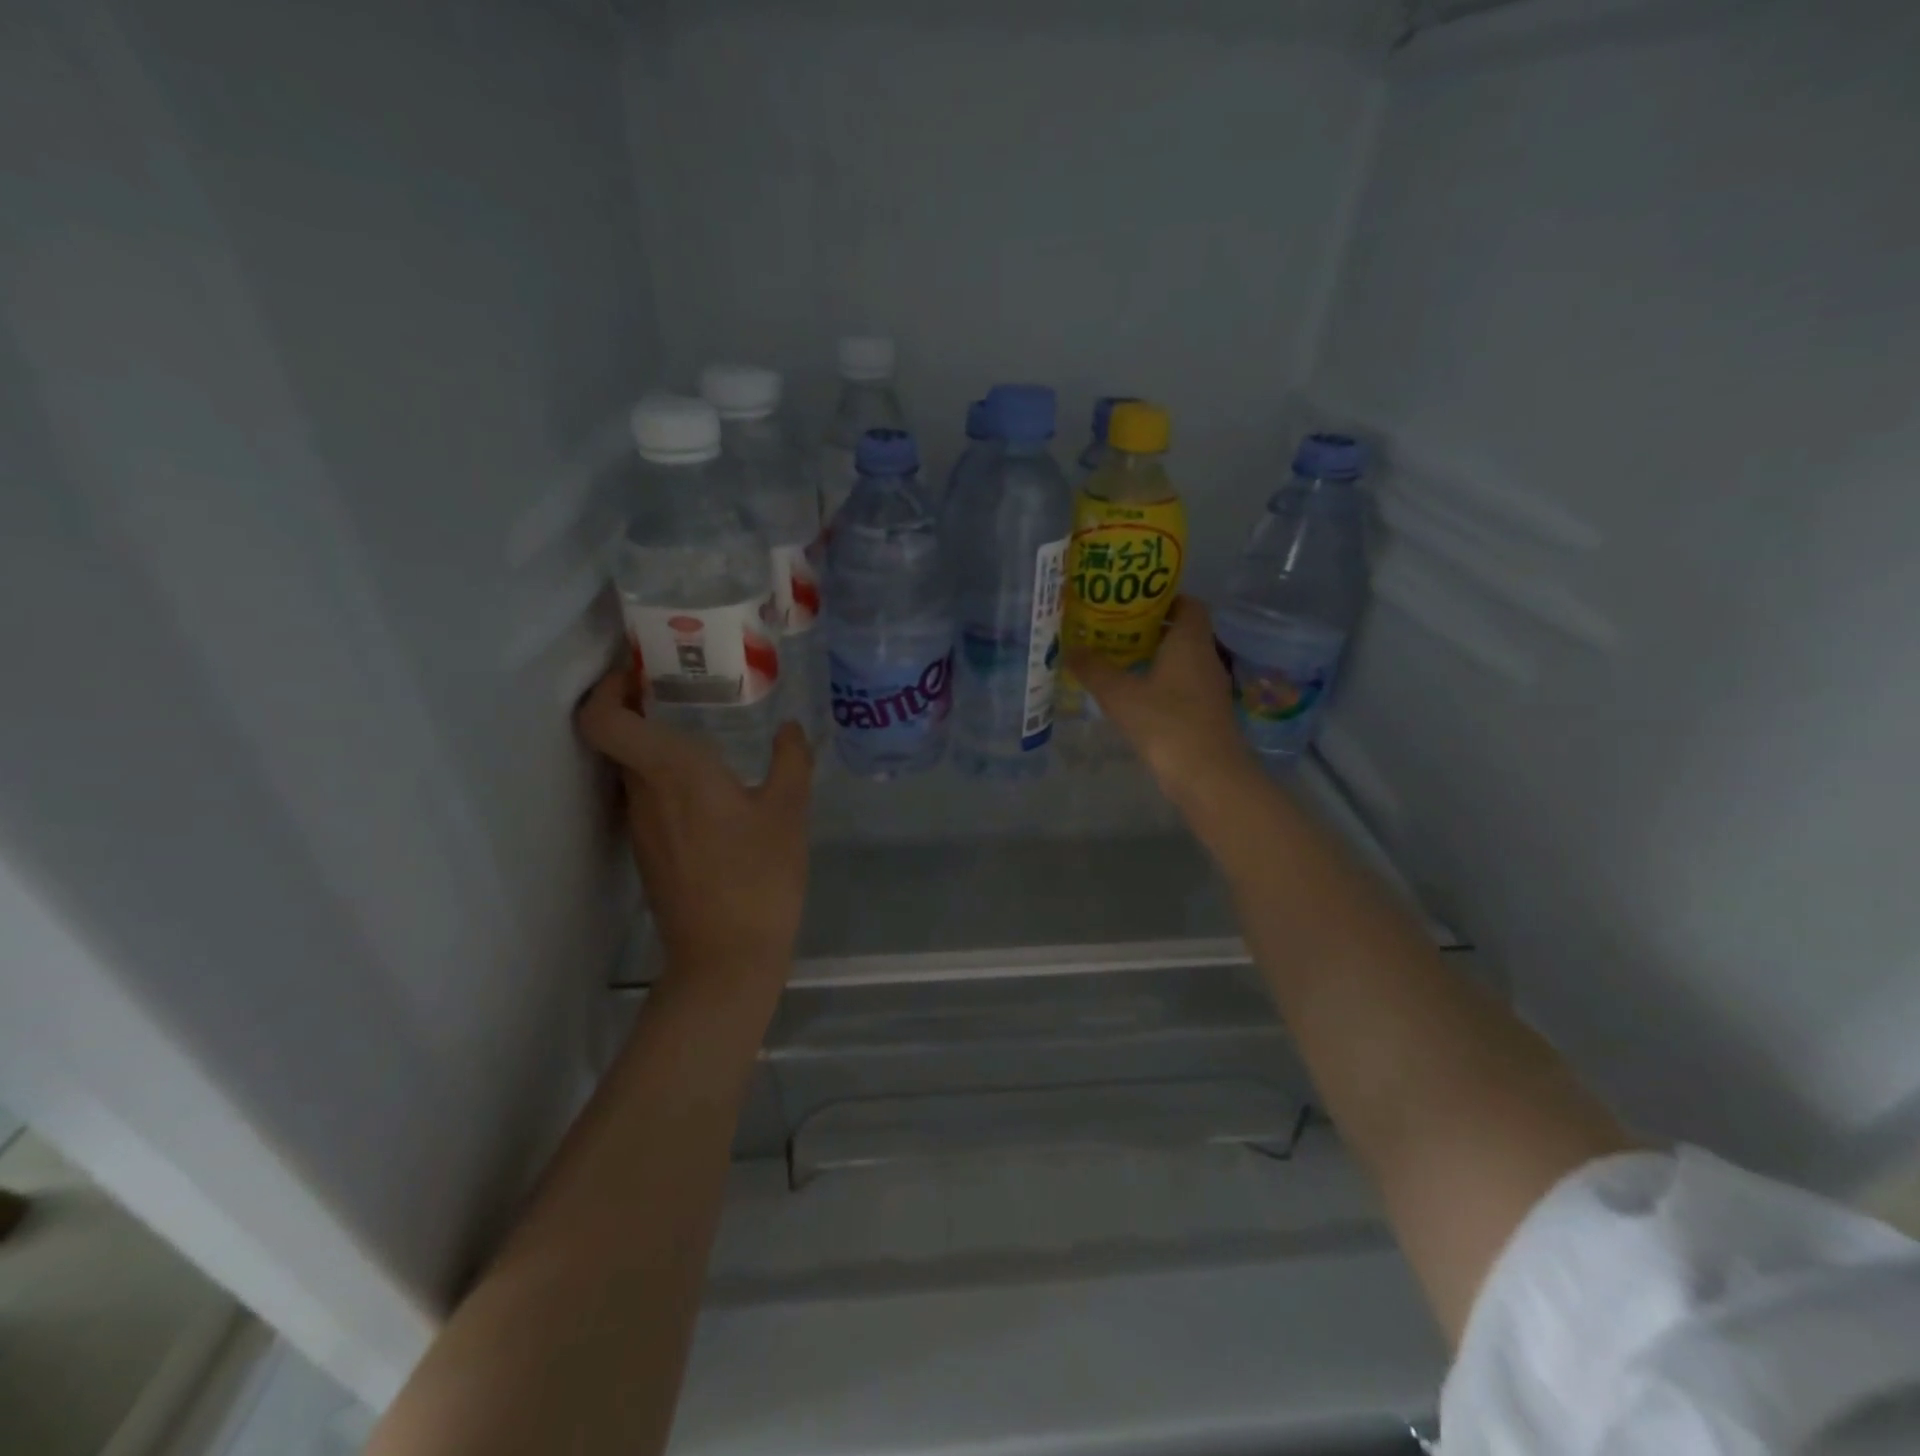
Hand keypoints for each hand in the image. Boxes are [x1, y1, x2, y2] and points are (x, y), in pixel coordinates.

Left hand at [576, 667, 811, 1008]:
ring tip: (705, 732)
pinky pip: (648, 798)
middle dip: (641, 707)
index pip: (603, 719)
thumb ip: (791, 761)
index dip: (607, 688)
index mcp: (671, 771)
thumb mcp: (789, 812)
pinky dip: (667, 779)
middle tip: (687, 688)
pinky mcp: (650, 853)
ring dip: (657, 744)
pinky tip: (711, 787)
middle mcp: (643, 793)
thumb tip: (791, 728)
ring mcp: (641, 827)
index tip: (638, 670)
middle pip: (618, 738)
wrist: (726, 957)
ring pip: (633, 770)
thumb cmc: (759, 876)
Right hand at [1065, 596, 1252, 807]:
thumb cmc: (1165, 723)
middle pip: (1183, 631)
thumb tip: (1070, 648)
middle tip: (1114, 629)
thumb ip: (1093, 669)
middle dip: (1151, 628)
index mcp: (1190, 641)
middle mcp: (1205, 657)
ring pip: (1182, 660)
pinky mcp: (1206, 714)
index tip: (1133, 602)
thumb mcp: (1119, 694)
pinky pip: (1183, 686)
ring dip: (1155, 657)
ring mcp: (1209, 688)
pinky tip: (1135, 695)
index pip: (1188, 604)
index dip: (1165, 598)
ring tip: (1118, 659)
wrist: (1207, 776)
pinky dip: (1162, 683)